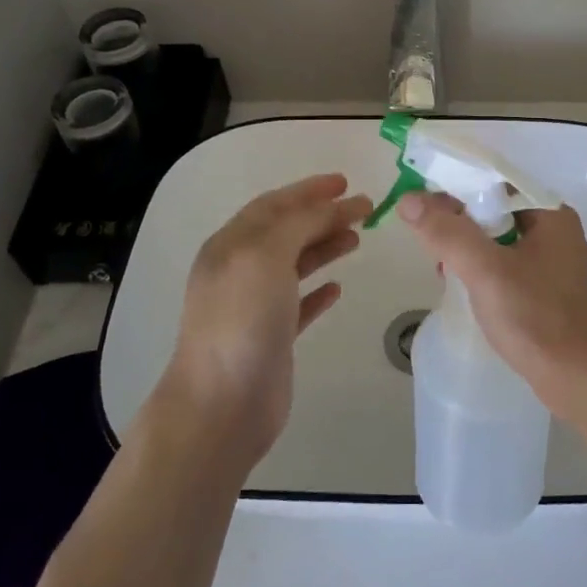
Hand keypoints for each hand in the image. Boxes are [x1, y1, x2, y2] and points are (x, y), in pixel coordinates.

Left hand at [162, 174, 370, 468]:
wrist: (222, 404)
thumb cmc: (242, 320)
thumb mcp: (267, 255)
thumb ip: (299, 224)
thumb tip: (328, 207)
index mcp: (231, 245)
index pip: (274, 205)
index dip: (309, 190)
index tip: (345, 182)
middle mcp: (240, 270)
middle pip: (287, 231)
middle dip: (323, 215)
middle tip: (364, 208)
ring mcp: (255, 306)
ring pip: (295, 264)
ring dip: (324, 246)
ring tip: (357, 239)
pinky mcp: (271, 338)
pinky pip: (298, 303)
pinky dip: (318, 290)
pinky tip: (338, 288)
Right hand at [396, 193, 586, 422]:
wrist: (581, 382)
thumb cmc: (538, 319)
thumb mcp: (486, 271)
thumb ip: (447, 233)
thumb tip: (409, 200)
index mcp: (549, 213)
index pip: (494, 181)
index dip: (455, 186)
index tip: (419, 202)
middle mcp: (553, 230)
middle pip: (493, 209)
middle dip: (457, 222)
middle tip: (427, 242)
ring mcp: (550, 261)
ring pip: (495, 239)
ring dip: (465, 248)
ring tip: (441, 268)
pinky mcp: (543, 288)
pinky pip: (503, 264)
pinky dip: (479, 269)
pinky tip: (460, 287)